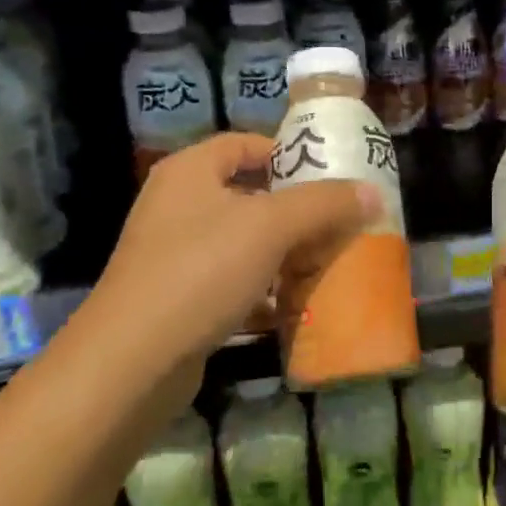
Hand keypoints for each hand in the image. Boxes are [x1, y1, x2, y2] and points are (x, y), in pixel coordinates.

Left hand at [95, 134, 378, 370]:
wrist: (132, 362)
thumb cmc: (202, 271)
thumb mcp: (271, 227)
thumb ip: (324, 204)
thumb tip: (373, 192)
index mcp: (190, 172)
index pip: (244, 144)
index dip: (288, 153)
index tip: (331, 174)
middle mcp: (177, 206)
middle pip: (248, 194)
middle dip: (295, 209)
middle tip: (339, 221)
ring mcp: (174, 255)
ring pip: (243, 242)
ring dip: (283, 253)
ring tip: (326, 262)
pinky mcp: (178, 299)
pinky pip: (231, 282)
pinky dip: (263, 291)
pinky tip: (294, 306)